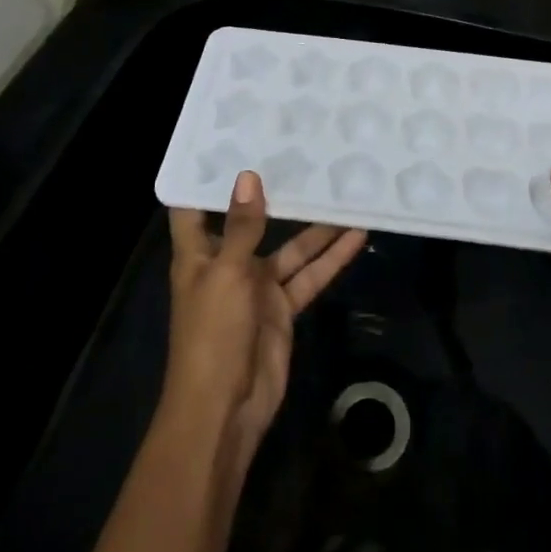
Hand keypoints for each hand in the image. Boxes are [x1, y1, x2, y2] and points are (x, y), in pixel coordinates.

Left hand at [164, 172, 365, 472]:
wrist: (225, 409)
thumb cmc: (212, 334)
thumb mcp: (226, 274)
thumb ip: (243, 227)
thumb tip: (248, 176)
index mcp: (198, 255)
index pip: (194, 208)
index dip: (204, 178)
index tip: (226, 142)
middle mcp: (226, 264)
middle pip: (251, 222)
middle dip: (273, 194)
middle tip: (300, 154)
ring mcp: (257, 287)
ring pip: (291, 248)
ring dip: (315, 227)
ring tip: (343, 191)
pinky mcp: (282, 309)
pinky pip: (309, 276)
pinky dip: (331, 259)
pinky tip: (356, 236)